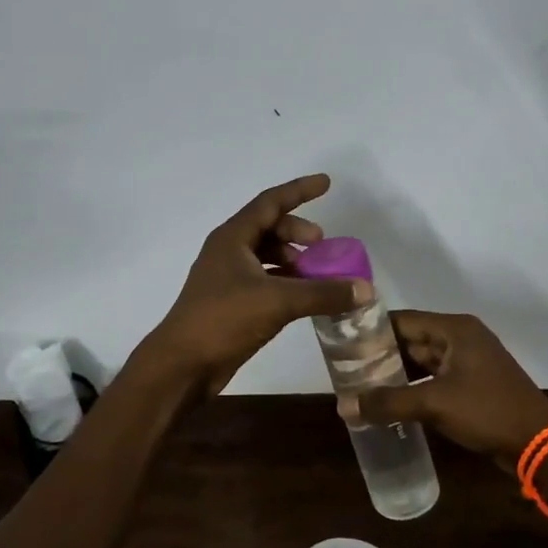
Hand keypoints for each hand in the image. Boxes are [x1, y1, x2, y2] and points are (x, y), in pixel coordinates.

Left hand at [143, 174, 369, 401]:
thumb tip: (365, 289)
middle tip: (322, 245)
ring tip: (317, 274)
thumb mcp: (278, 301)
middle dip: (298, 231)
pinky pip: (264, 280)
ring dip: (293, 259)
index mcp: (232, 238)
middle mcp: (228, 251)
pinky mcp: (230, 303)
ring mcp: (226, 278)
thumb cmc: (223, 319)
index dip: (299, 190)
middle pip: (268, 228)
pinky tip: (303, 298)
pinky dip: (285, 282)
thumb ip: (323, 293)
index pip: (270, 202)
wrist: (182, 364)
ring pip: (265, 256)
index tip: (327, 183)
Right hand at [356, 310, 547, 468]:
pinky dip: (413, 386)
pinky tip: (390, 400)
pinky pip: (434, 378)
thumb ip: (388, 402)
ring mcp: (468, 362)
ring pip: (422, 360)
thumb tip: (343, 406)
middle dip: (381, 354)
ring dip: (396, 372)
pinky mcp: (472, 385)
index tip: (342, 342)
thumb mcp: (434, 404)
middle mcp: (461, 338)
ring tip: (361, 384)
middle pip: (411, 339)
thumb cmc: (488, 411)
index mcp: (454, 329)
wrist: (540, 444)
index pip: (402, 320)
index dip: (372, 329)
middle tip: (346, 367)